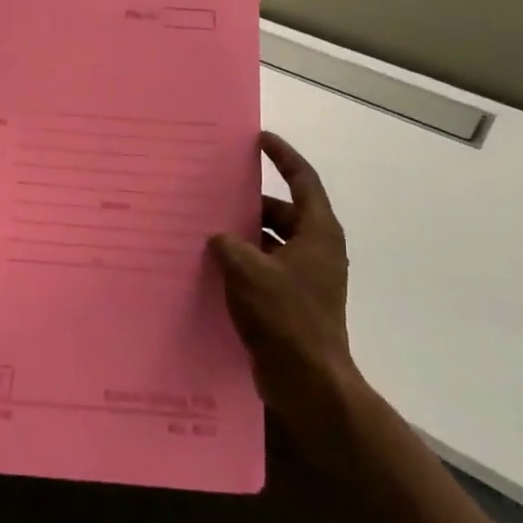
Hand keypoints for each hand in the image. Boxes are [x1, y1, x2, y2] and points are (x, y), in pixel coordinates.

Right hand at [209, 132, 357, 436]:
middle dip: (250, 201)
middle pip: (282, 211)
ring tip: (205, 227)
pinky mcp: (291, 302)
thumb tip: (218, 238)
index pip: (302, 180)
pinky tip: (211, 266)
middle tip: (216, 190)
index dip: (282, 156)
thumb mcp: (249, 271)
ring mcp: (305, 278)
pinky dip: (243, 263)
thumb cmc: (286, 317)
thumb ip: (228, 245)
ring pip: (270, 242)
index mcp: (317, 232)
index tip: (259, 139)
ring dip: (243, 235)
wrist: (309, 383)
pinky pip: (264, 269)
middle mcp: (316, 249)